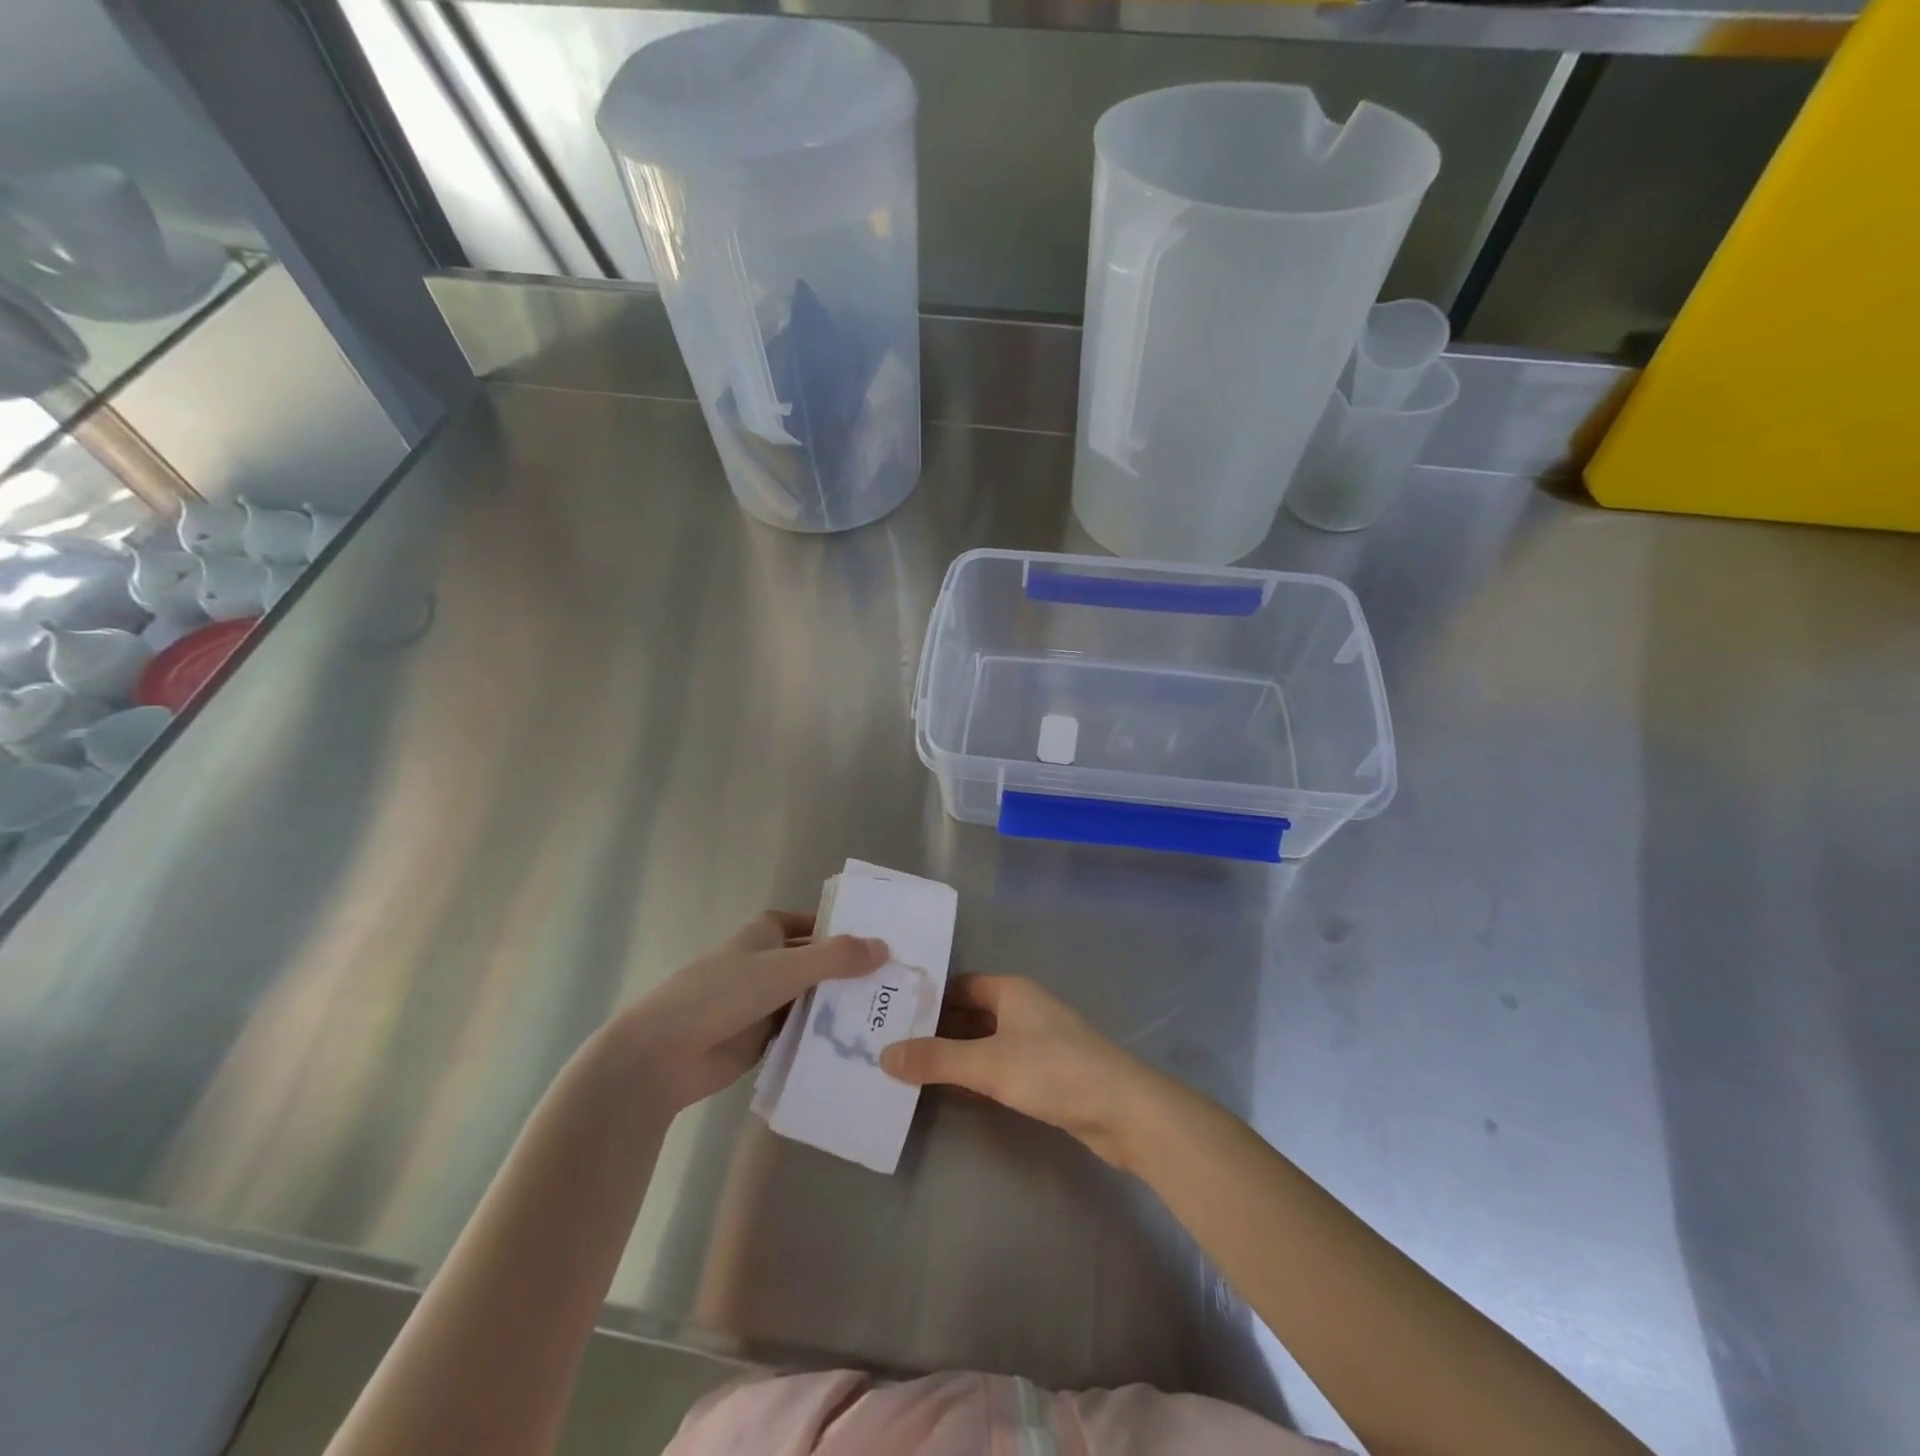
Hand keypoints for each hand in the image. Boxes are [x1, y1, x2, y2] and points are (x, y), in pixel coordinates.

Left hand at [609, 912, 886, 1110]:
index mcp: (766, 935)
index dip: (843, 928)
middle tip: (899, 981)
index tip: (882, 939)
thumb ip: (834, 958)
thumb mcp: (783, 968)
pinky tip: (860, 1043)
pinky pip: (802, 1032)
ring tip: (890, 1013)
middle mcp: (768, 963)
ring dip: (841, 1005)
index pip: (813, 924)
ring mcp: (765, 1003)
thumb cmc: (721, 994)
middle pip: (817, 963)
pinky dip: (825, 1035)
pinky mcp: (763, 1039)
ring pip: (812, 999)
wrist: (663, 1055)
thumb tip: (884, 947)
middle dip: (850, 971)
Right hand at [880, 975, 1162, 1167]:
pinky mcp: (1046, 1071)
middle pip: (971, 1011)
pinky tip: (953, 1089)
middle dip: (936, 1028)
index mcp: (1011, 990)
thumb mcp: (988, 1064)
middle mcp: (1023, 1008)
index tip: (891, 1014)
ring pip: (985, 1039)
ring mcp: (1037, 1040)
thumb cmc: (1053, 1070)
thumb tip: (884, 1055)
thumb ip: (936, 1059)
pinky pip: (1000, 1063)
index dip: (928, 998)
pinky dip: (976, 1072)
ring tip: (911, 1068)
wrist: (1122, 1109)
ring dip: (955, 1052)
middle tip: (892, 1044)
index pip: (960, 985)